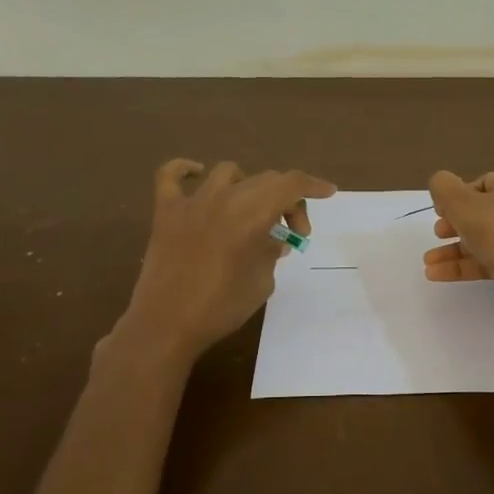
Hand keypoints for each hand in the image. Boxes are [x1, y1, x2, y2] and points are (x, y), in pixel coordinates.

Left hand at [120, 159, 335, 359]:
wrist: (166, 325)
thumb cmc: (222, 307)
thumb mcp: (262, 281)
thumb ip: (271, 252)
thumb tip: (274, 240)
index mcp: (252, 214)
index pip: (291, 185)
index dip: (313, 185)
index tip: (328, 192)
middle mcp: (224, 198)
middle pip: (266, 180)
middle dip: (288, 201)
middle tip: (292, 234)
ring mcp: (192, 202)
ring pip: (230, 173)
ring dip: (250, 186)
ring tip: (253, 211)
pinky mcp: (165, 212)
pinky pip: (171, 176)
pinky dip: (186, 169)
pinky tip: (196, 174)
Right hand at [423, 166, 493, 299]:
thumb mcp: (461, 203)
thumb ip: (443, 187)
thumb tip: (440, 184)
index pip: (482, 184)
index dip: (456, 197)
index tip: (439, 212)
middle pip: (484, 211)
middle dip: (454, 225)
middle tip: (437, 234)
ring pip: (487, 238)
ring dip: (455, 249)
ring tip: (428, 262)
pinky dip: (468, 264)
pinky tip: (438, 274)